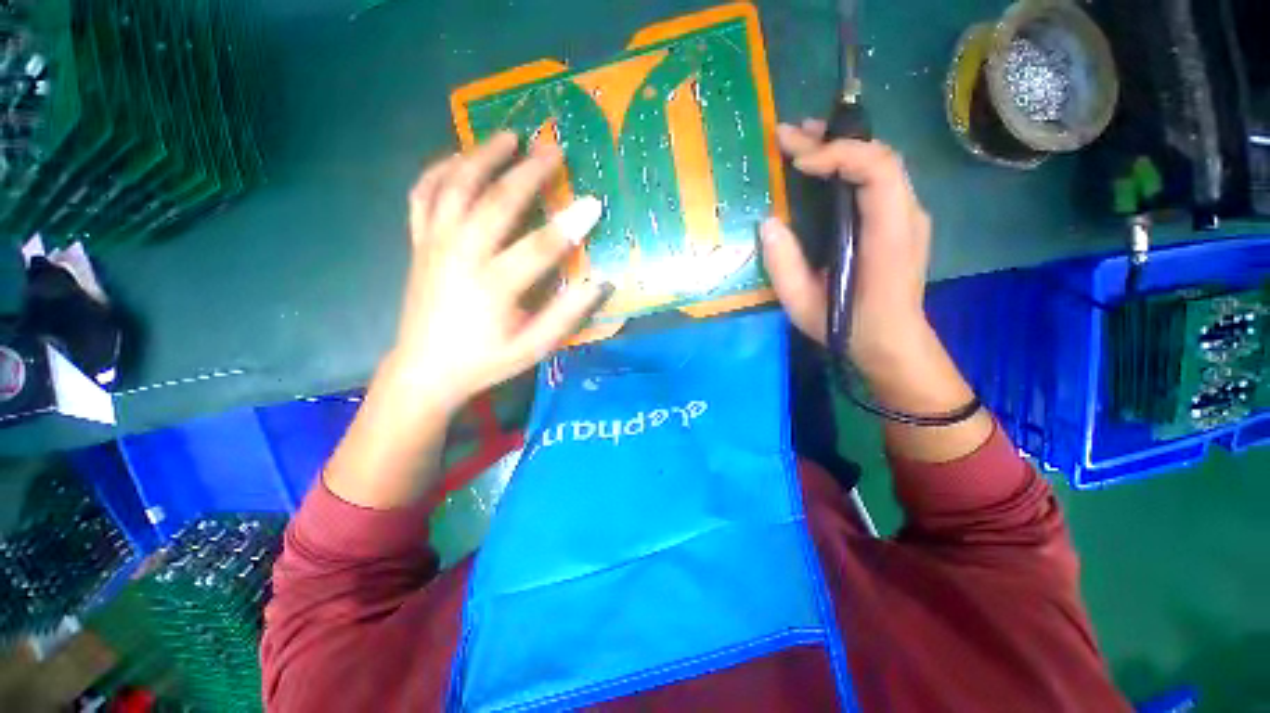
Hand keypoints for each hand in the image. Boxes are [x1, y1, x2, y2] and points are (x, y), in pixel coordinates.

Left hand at [387, 132, 609, 413]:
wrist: (425, 369)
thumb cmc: (485, 360)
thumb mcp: (533, 347)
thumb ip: (567, 315)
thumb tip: (600, 283)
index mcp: (493, 287)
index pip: (539, 248)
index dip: (570, 224)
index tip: (594, 202)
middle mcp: (460, 256)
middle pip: (496, 202)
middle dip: (529, 173)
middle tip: (554, 149)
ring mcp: (434, 244)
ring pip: (455, 186)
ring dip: (482, 156)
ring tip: (508, 135)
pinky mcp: (418, 243)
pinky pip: (423, 194)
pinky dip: (439, 169)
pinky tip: (458, 157)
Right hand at [760, 120, 933, 378]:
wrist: (892, 343)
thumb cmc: (848, 328)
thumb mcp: (804, 305)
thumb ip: (784, 265)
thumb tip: (768, 222)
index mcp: (888, 236)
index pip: (878, 170)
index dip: (839, 154)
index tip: (797, 162)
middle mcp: (907, 216)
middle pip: (879, 157)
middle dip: (832, 140)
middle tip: (788, 135)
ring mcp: (907, 216)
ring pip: (880, 163)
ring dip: (840, 147)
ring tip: (801, 142)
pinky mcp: (898, 221)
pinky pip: (877, 179)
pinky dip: (848, 165)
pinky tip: (821, 169)